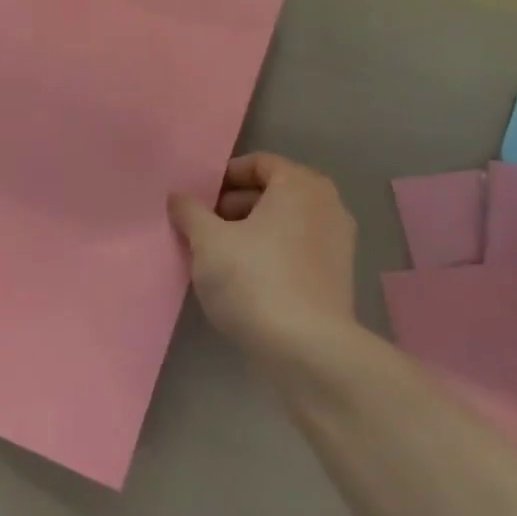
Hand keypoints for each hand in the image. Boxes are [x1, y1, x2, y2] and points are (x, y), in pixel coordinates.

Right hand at [167, 154, 355, 362]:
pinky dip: (270, 256)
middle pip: (272, 193)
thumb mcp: (208, 242)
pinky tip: (244, 283)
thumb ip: (190, 212)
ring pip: (283, 225)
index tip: (197, 201)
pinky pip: (296, 252)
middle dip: (233, 207)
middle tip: (201, 230)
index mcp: (300, 185)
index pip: (258, 164)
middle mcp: (327, 205)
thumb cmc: (254, 281)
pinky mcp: (337, 278)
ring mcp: (337, 243)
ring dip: (249, 234)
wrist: (308, 352)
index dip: (223, 178)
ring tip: (217, 259)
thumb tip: (179, 197)